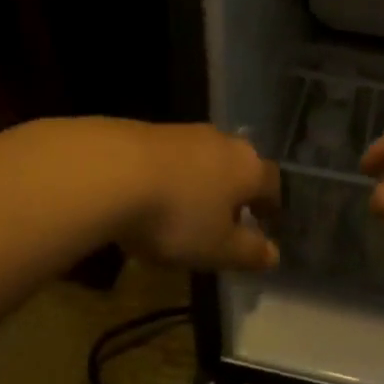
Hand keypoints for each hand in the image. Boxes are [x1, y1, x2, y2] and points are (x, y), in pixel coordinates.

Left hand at [119, 123, 281, 271]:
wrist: (109, 171)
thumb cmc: (176, 216)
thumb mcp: (216, 249)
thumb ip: (248, 252)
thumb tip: (274, 254)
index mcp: (248, 168)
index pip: (272, 184)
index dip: (271, 205)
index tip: (267, 222)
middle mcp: (222, 141)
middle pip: (238, 165)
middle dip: (235, 190)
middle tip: (227, 216)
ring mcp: (183, 132)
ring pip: (203, 158)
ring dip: (200, 180)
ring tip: (186, 208)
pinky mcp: (146, 129)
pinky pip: (170, 156)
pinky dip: (169, 174)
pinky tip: (152, 194)